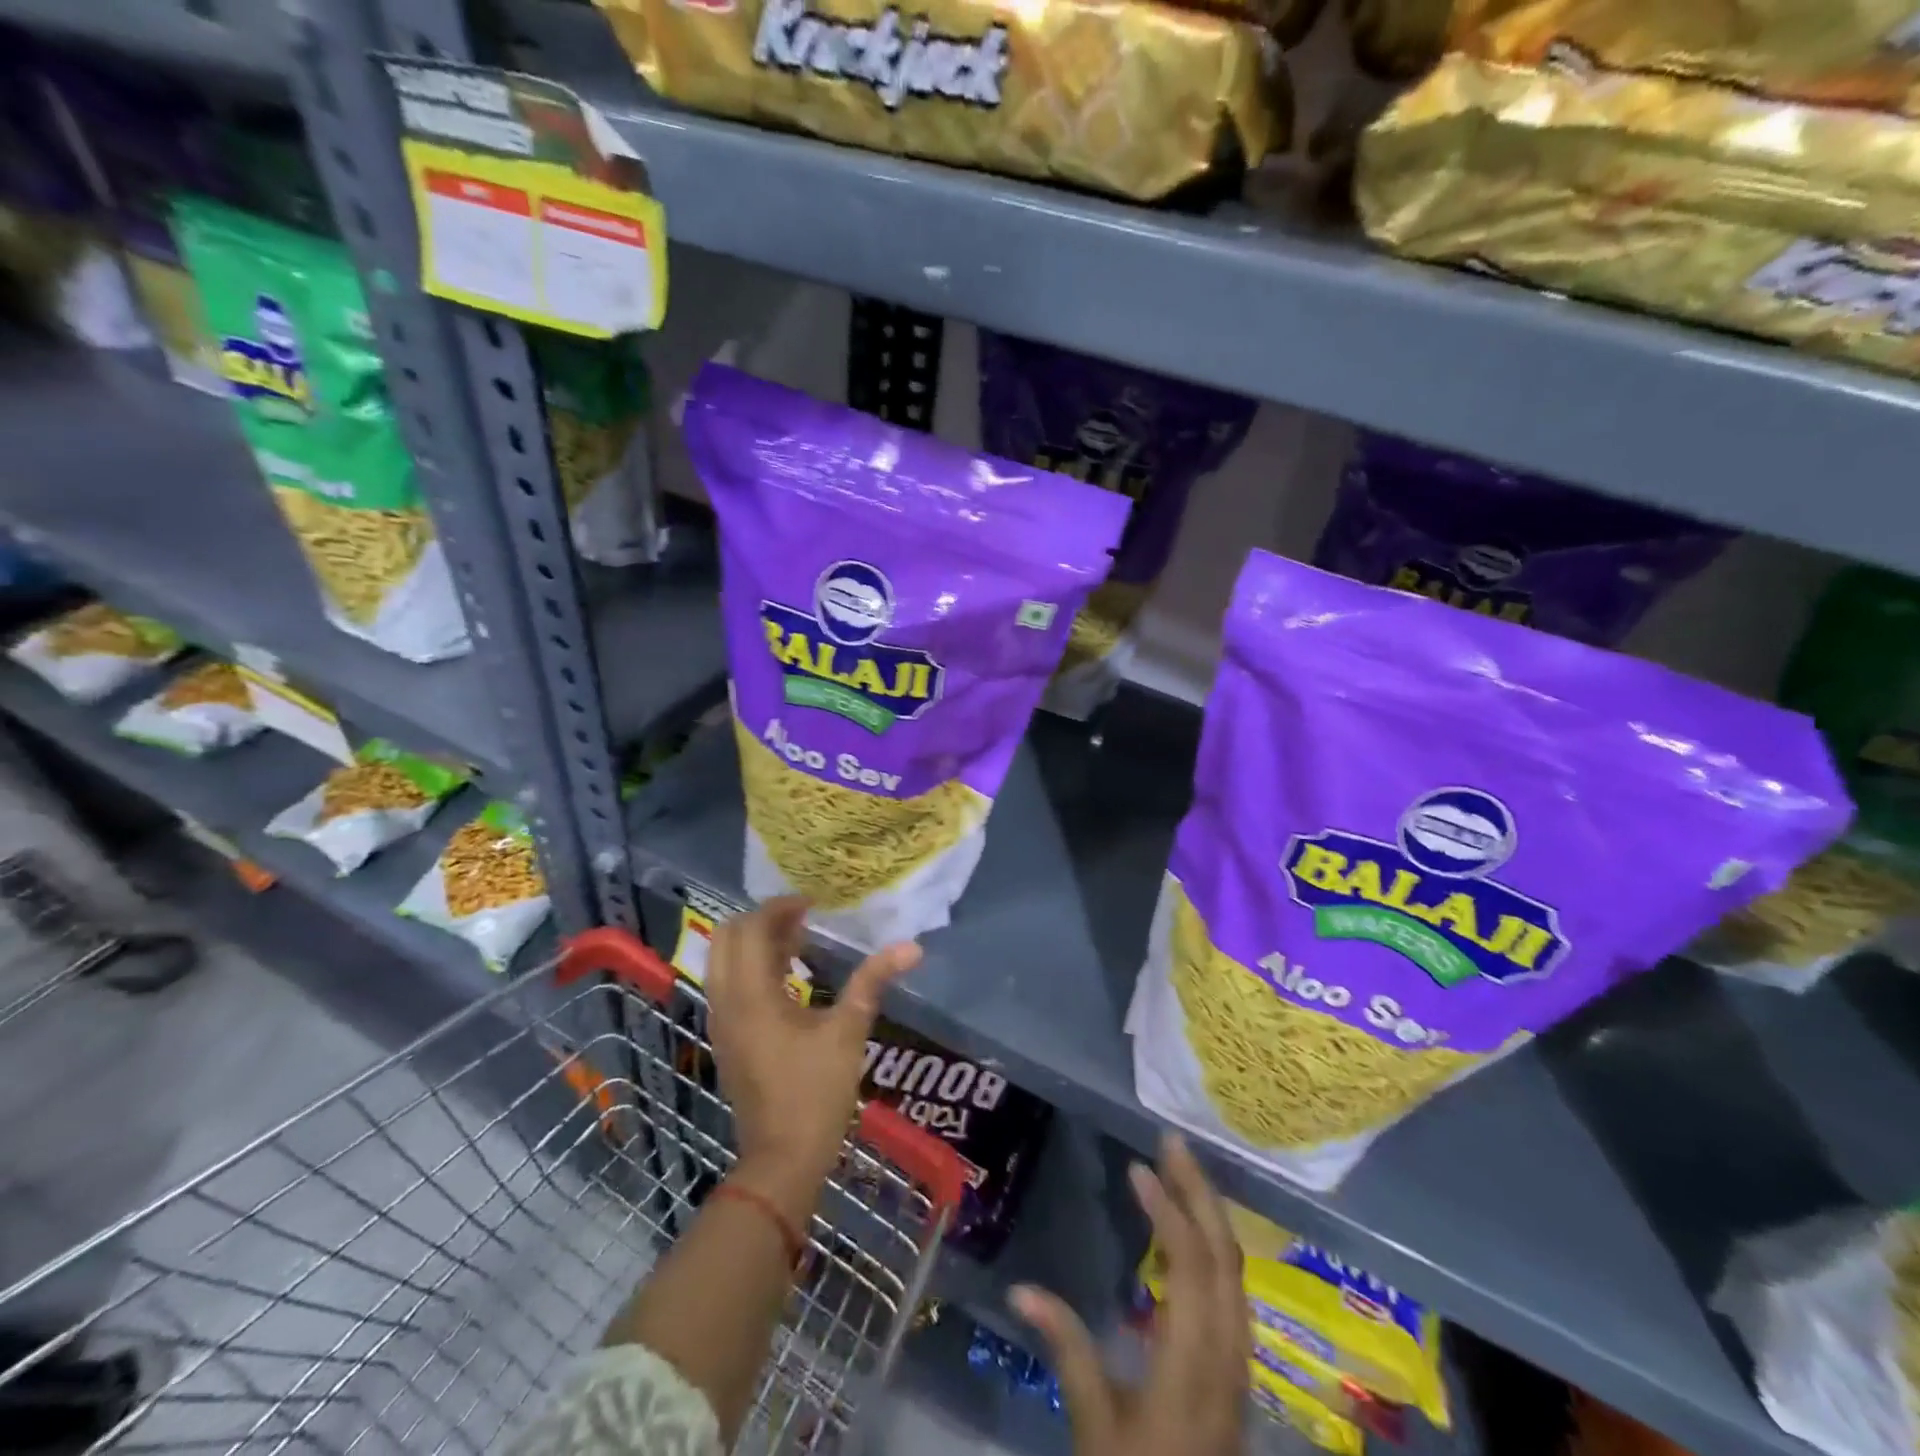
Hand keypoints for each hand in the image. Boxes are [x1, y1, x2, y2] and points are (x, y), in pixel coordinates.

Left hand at [706, 897, 920, 1219]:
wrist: (782, 1160)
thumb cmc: (815, 1093)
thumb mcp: (848, 1032)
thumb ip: (872, 982)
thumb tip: (911, 948)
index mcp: (751, 995)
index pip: (752, 929)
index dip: (780, 908)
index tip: (813, 903)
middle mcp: (726, 1002)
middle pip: (728, 938)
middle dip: (762, 921)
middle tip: (802, 919)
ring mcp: (721, 1022)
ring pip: (724, 961)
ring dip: (756, 943)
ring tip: (798, 942)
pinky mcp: (726, 1039)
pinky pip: (729, 985)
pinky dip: (752, 967)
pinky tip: (788, 977)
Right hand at [1012, 1134, 1248, 1455]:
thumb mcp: (1094, 1429)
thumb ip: (1067, 1351)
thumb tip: (1020, 1290)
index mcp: (1192, 1365)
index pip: (1191, 1268)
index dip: (1168, 1211)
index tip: (1138, 1169)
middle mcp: (1227, 1357)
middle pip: (1225, 1258)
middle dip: (1199, 1193)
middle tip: (1172, 1143)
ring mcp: (1238, 1367)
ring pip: (1236, 1273)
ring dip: (1210, 1215)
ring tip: (1181, 1173)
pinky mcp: (1236, 1375)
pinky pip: (1234, 1293)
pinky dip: (1214, 1248)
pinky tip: (1193, 1235)